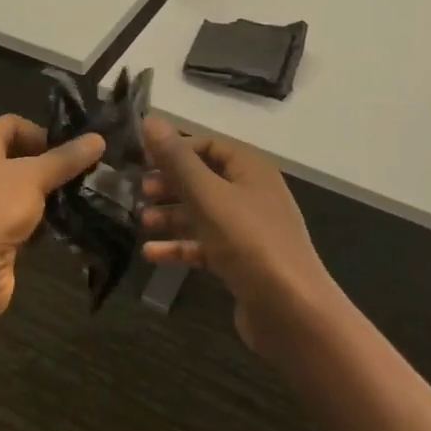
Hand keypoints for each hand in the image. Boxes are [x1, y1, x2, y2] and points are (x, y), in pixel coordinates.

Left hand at [0, 114, 104, 323]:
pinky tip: (63, 228)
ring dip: (48, 196)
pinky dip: (39, 222)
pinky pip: (18, 220)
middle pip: (16, 158)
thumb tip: (98, 139)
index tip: (71, 149)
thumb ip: (66, 158)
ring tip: (81, 199)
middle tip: (84, 173)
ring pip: (20, 192)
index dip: (41, 132)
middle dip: (50, 165)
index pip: (10, 124)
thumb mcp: (34, 177)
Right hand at [140, 116, 338, 354]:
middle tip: (139, 192)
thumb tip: (151, 119)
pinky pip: (205, 246)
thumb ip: (177, 160)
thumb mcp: (207, 195)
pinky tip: (151, 254)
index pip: (209, 145)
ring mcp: (248, 231)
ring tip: (140, 222)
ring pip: (202, 214)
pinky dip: (180, 247)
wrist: (291, 311)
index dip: (176, 149)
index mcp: (251, 169)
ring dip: (171, 216)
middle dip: (170, 184)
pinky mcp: (241, 262)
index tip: (143, 159)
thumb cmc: (249, 242)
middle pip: (204, 179)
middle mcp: (252, 194)